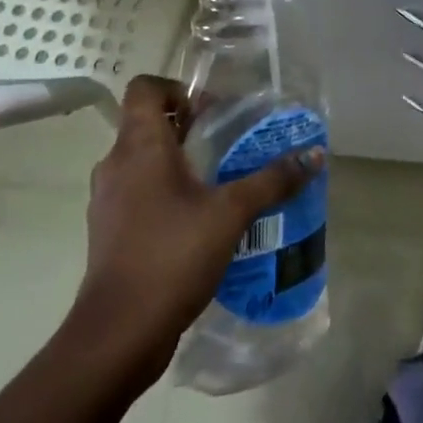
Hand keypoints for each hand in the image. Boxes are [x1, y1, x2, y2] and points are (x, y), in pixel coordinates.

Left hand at [67, 76, 323, 384]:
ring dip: (177, 163)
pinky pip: (137, 194)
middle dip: (188, 127)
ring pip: (143, 161)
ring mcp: (107, 200)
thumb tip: (314, 155)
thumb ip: (272, 180)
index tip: (211, 112)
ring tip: (218, 182)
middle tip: (228, 145)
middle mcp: (116, 164)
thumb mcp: (231, 213)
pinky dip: (164, 194)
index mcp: (139, 145)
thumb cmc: (172, 255)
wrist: (118, 334)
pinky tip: (198, 220)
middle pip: (147, 123)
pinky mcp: (108, 231)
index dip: (177, 89)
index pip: (145, 88)